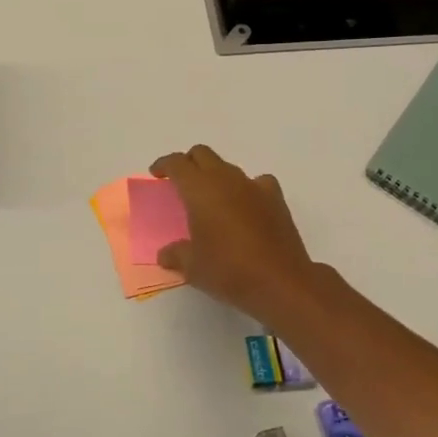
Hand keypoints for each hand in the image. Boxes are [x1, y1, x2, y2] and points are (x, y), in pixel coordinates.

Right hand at [150, 146, 319, 326]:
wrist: (281, 282)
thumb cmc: (228, 270)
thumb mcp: (192, 267)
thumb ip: (176, 254)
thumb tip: (166, 254)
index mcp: (199, 189)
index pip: (177, 163)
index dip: (164, 165)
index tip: (157, 174)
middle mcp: (226, 179)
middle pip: (202, 154)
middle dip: (189, 163)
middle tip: (181, 182)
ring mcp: (254, 186)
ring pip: (228, 167)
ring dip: (216, 176)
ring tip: (212, 200)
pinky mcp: (276, 199)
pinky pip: (257, 182)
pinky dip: (247, 189)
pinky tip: (246, 206)